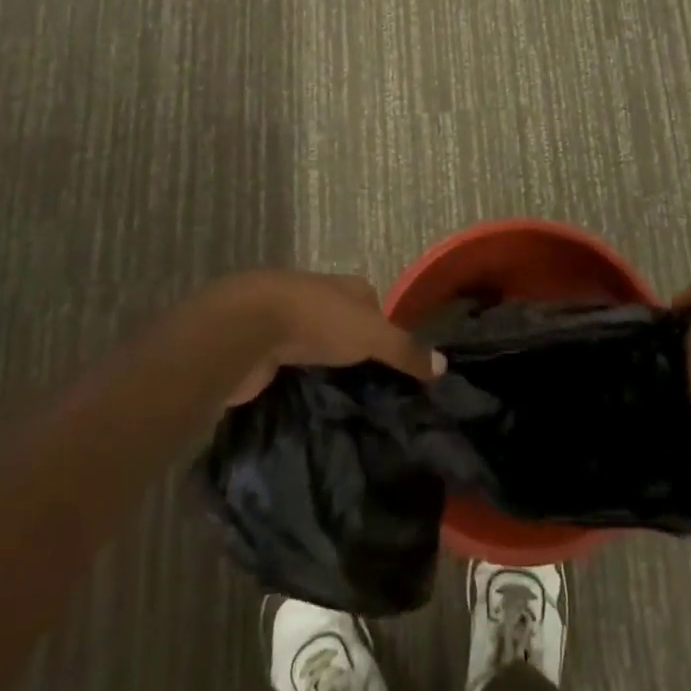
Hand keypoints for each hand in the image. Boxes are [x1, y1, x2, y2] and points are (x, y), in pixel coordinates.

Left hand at [180, 270, 444, 406]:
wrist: (246, 328)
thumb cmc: (317, 320)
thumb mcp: (371, 335)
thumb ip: (405, 350)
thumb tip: (445, 365)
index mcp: (346, 287)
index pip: (374, 304)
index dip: (386, 329)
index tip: (398, 363)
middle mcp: (317, 298)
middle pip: (344, 325)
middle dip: (355, 350)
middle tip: (375, 390)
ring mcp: (286, 322)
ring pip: (314, 347)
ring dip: (324, 367)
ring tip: (344, 402)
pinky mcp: (261, 349)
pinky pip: (288, 367)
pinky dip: (298, 381)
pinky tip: (308, 402)